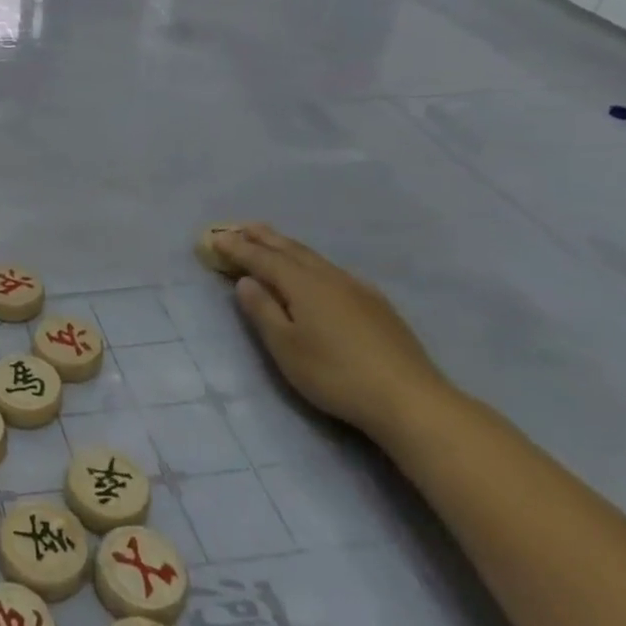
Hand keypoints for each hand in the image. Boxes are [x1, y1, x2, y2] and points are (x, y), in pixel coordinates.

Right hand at [216, 224, 455, 445]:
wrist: (410, 399)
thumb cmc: (335, 374)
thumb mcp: (285, 346)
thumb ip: (263, 310)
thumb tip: (246, 281)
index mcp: (303, 285)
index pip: (263, 259)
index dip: (238, 248)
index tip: (216, 237)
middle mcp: (330, 277)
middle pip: (291, 250)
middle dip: (264, 237)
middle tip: (241, 225)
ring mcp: (358, 289)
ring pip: (315, 258)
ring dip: (288, 246)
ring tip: (272, 241)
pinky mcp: (377, 305)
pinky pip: (333, 271)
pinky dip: (312, 263)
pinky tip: (316, 272)